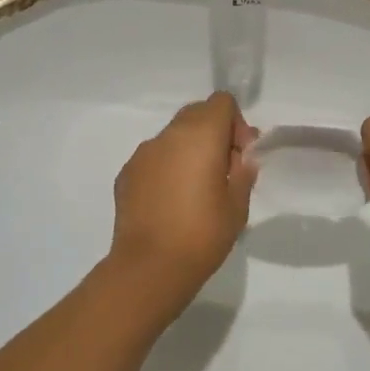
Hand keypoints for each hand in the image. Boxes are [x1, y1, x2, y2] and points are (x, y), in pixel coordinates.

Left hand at [110, 93, 258, 302]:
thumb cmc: (203, 234)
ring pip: (173, 136)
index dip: (236, 124)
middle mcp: (168, 135)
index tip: (239, 156)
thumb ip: (243, 171)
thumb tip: (239, 157)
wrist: (150, 267)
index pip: (221, 102)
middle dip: (214, 134)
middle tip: (223, 171)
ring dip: (189, 151)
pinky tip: (171, 202)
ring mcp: (143, 153)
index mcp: (200, 135)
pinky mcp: (126, 173)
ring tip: (195, 190)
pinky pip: (154, 158)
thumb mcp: (238, 204)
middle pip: (196, 114)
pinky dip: (167, 168)